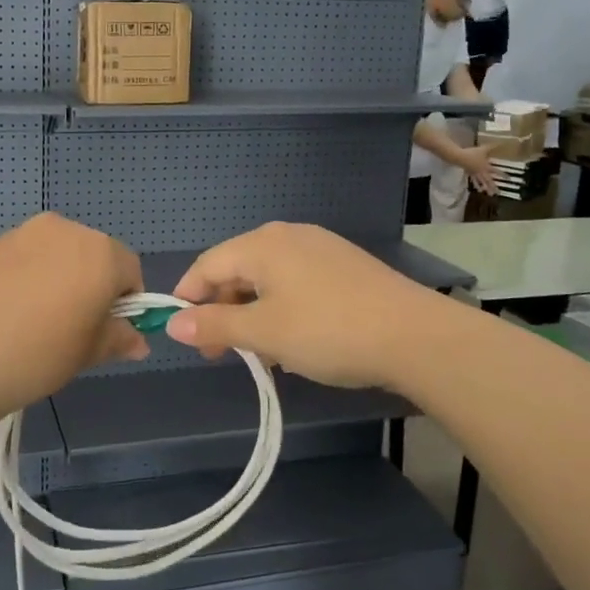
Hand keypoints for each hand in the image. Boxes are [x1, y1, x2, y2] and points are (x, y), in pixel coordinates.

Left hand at [0, 213, 146, 423]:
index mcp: (99, 252)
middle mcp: (65, 229)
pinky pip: (27, 257)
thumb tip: (138, 341)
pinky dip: (29, 278)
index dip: (125, 303)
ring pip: (59, 254)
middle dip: (92, 287)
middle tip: (72, 330)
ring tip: (35, 324)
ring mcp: (24, 232)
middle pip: (94, 255)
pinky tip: (7, 313)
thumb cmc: (34, 356)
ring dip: (59, 280)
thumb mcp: (85, 353)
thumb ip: (117, 339)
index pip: (130, 271)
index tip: (105, 333)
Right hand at [165, 223, 446, 390]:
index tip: (184, 336)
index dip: (188, 298)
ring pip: (268, 279)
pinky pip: (297, 282)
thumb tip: (174, 323)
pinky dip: (283, 309)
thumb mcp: (264, 333)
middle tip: (221, 354)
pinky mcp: (345, 265)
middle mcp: (287, 235)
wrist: (416, 336)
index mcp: (262, 244)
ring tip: (261, 354)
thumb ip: (215, 326)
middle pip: (237, 269)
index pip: (207, 265)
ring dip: (253, 313)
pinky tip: (295, 340)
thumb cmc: (328, 331)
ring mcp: (320, 247)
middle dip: (223, 310)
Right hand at [461, 144, 498, 194]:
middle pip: (488, 181)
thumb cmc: (472, 153)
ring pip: (481, 182)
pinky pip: (473, 180)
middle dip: (493, 187)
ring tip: (488, 193)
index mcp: (486, 167)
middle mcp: (481, 172)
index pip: (496, 171)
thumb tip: (501, 142)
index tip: (509, 179)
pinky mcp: (469, 173)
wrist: (460, 157)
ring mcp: (475, 174)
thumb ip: (491, 146)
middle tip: (498, 193)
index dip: (503, 175)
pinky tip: (477, 188)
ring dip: (485, 188)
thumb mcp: (483, 149)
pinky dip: (476, 184)